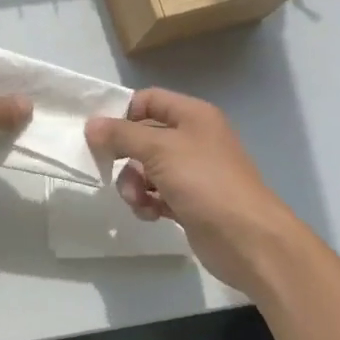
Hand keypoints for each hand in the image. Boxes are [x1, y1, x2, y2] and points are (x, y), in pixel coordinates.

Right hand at [87, 88, 308, 297]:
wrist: (247, 238)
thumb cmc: (204, 182)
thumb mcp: (159, 150)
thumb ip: (121, 135)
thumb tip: (91, 125)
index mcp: (193, 115)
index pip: (148, 100)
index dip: (122, 113)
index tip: (100, 135)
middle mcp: (194, 138)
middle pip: (144, 137)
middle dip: (125, 156)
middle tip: (108, 169)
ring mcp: (193, 172)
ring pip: (146, 169)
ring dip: (134, 184)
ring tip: (138, 200)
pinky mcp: (190, 202)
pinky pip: (156, 194)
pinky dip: (148, 202)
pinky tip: (151, 214)